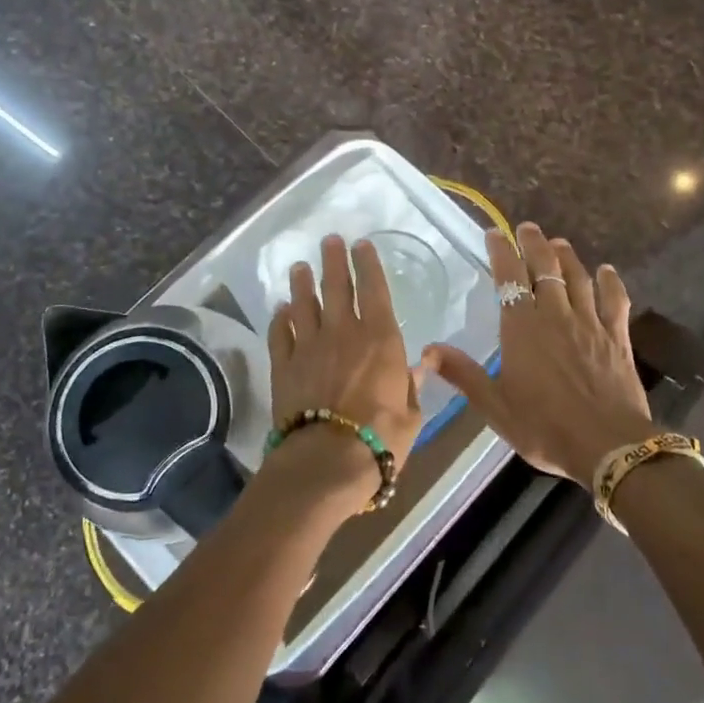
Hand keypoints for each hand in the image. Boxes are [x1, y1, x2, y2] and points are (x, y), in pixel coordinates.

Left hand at [264, 235, 424, 509]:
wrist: (326, 462)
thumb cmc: (380, 439)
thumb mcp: (411, 414)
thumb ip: (413, 384)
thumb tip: (423, 363)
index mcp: (380, 339)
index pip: (375, 290)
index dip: (368, 264)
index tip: (362, 244)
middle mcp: (343, 332)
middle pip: (337, 286)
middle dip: (334, 260)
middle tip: (330, 240)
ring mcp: (309, 346)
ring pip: (304, 304)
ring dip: (302, 283)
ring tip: (300, 267)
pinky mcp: (283, 365)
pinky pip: (280, 334)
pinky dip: (280, 319)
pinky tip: (280, 310)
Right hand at [426, 223, 652, 486]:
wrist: (608, 446)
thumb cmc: (544, 427)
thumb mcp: (495, 406)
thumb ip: (463, 374)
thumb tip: (427, 350)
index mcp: (522, 328)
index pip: (508, 278)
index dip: (501, 252)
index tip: (494, 233)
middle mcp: (555, 315)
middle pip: (545, 268)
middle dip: (534, 244)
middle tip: (527, 227)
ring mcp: (589, 323)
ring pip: (578, 278)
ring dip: (567, 256)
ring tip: (558, 242)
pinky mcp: (617, 337)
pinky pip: (614, 301)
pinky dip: (610, 282)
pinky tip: (606, 271)